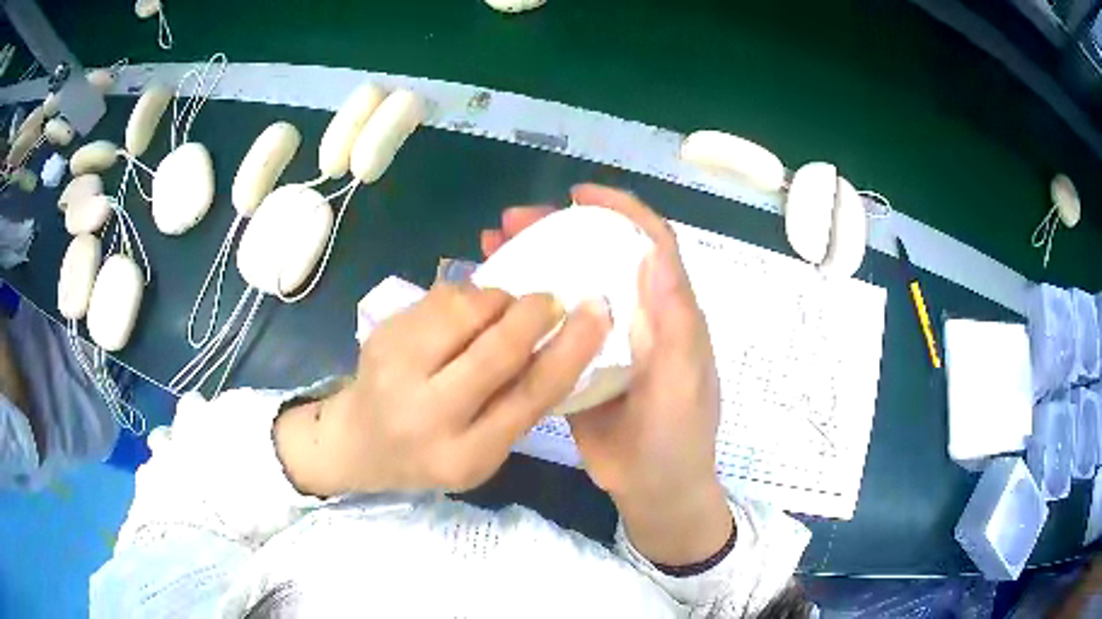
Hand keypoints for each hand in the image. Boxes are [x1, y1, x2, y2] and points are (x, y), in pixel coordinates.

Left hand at [275, 284, 610, 496]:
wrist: (357, 442)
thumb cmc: (430, 453)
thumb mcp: (482, 452)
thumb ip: (517, 403)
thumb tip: (559, 340)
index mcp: (464, 455)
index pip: (529, 396)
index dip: (571, 349)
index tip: (597, 312)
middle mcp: (427, 415)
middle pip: (496, 348)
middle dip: (533, 313)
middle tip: (551, 300)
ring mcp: (395, 370)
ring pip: (466, 310)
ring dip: (498, 301)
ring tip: (502, 312)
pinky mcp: (382, 334)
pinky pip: (441, 297)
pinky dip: (468, 297)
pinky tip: (465, 316)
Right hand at [482, 184, 731, 565]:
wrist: (652, 491)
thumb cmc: (677, 439)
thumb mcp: (684, 384)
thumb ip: (676, 325)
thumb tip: (654, 254)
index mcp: (669, 314)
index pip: (652, 244)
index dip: (621, 209)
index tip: (578, 194)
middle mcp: (638, 317)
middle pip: (601, 256)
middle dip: (558, 230)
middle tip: (511, 222)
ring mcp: (606, 341)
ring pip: (571, 286)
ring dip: (535, 261)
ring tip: (491, 248)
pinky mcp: (579, 365)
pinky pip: (552, 326)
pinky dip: (526, 306)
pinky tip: (493, 301)